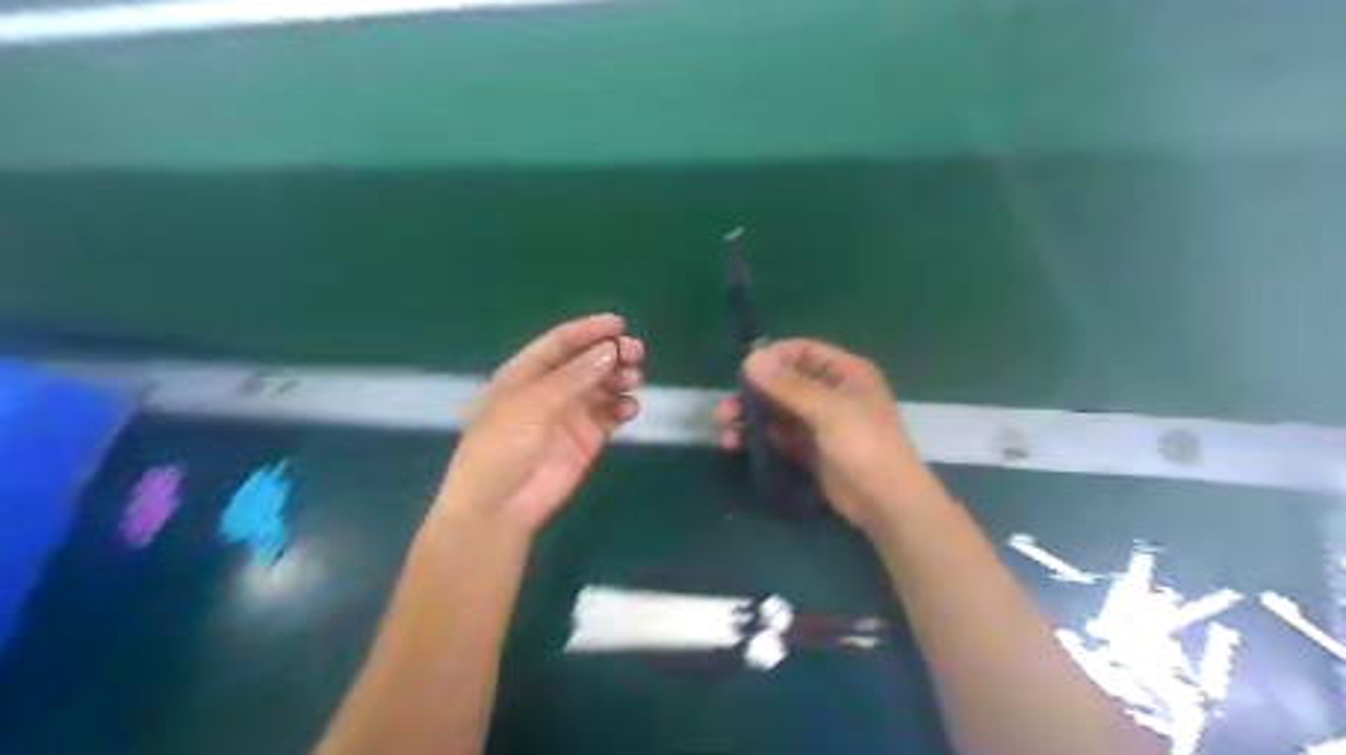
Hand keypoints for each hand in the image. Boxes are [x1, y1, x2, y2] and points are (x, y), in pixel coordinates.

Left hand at [432, 313, 640, 536]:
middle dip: (611, 353)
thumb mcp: (530, 406)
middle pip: (586, 362)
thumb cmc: (501, 448)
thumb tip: (609, 350)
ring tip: (634, 378)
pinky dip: (623, 407)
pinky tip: (630, 408)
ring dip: (620, 378)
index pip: (559, 343)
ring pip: (602, 386)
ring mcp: (569, 414)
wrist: (498, 508)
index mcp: (524, 373)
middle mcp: (549, 389)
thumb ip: (572, 378)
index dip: (588, 330)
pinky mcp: (587, 438)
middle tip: (636, 352)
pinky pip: (610, 414)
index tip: (618, 324)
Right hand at [713, 338, 944, 533]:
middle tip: (724, 409)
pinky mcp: (808, 449)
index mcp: (844, 372)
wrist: (885, 501)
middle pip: (783, 382)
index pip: (801, 351)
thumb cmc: (864, 444)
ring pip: (776, 410)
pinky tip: (735, 444)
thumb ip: (788, 385)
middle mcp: (830, 392)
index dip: (771, 358)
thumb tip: (751, 358)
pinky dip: (757, 437)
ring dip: (750, 416)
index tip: (742, 372)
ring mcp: (818, 422)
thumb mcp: (828, 409)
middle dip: (752, 393)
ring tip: (723, 429)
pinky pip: (777, 435)